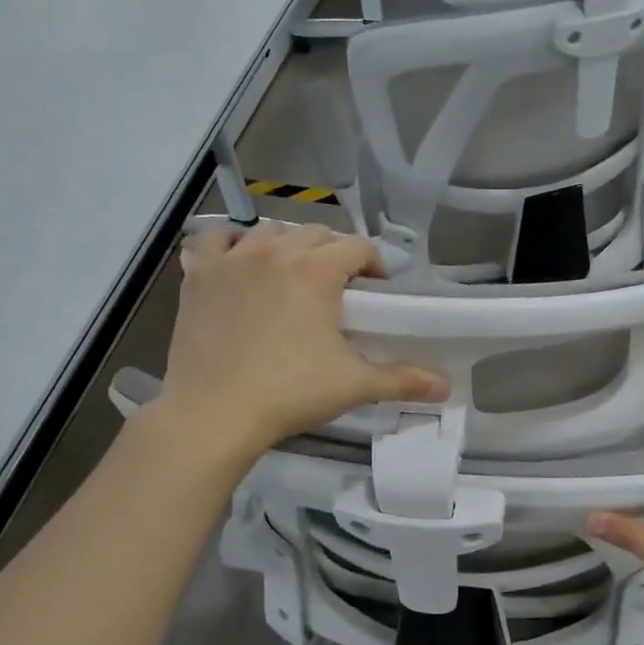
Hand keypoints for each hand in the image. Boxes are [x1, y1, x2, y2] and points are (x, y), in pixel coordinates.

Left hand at [155, 222, 447, 455]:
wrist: (214, 413)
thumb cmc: (290, 393)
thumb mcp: (354, 385)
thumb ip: (403, 379)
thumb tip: (446, 387)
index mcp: (316, 269)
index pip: (356, 246)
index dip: (373, 264)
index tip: (376, 291)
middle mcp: (275, 251)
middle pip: (315, 233)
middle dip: (332, 254)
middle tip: (337, 290)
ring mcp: (231, 260)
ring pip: (267, 231)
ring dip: (286, 246)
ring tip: (291, 277)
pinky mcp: (197, 275)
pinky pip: (214, 241)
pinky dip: (230, 246)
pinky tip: (237, 265)